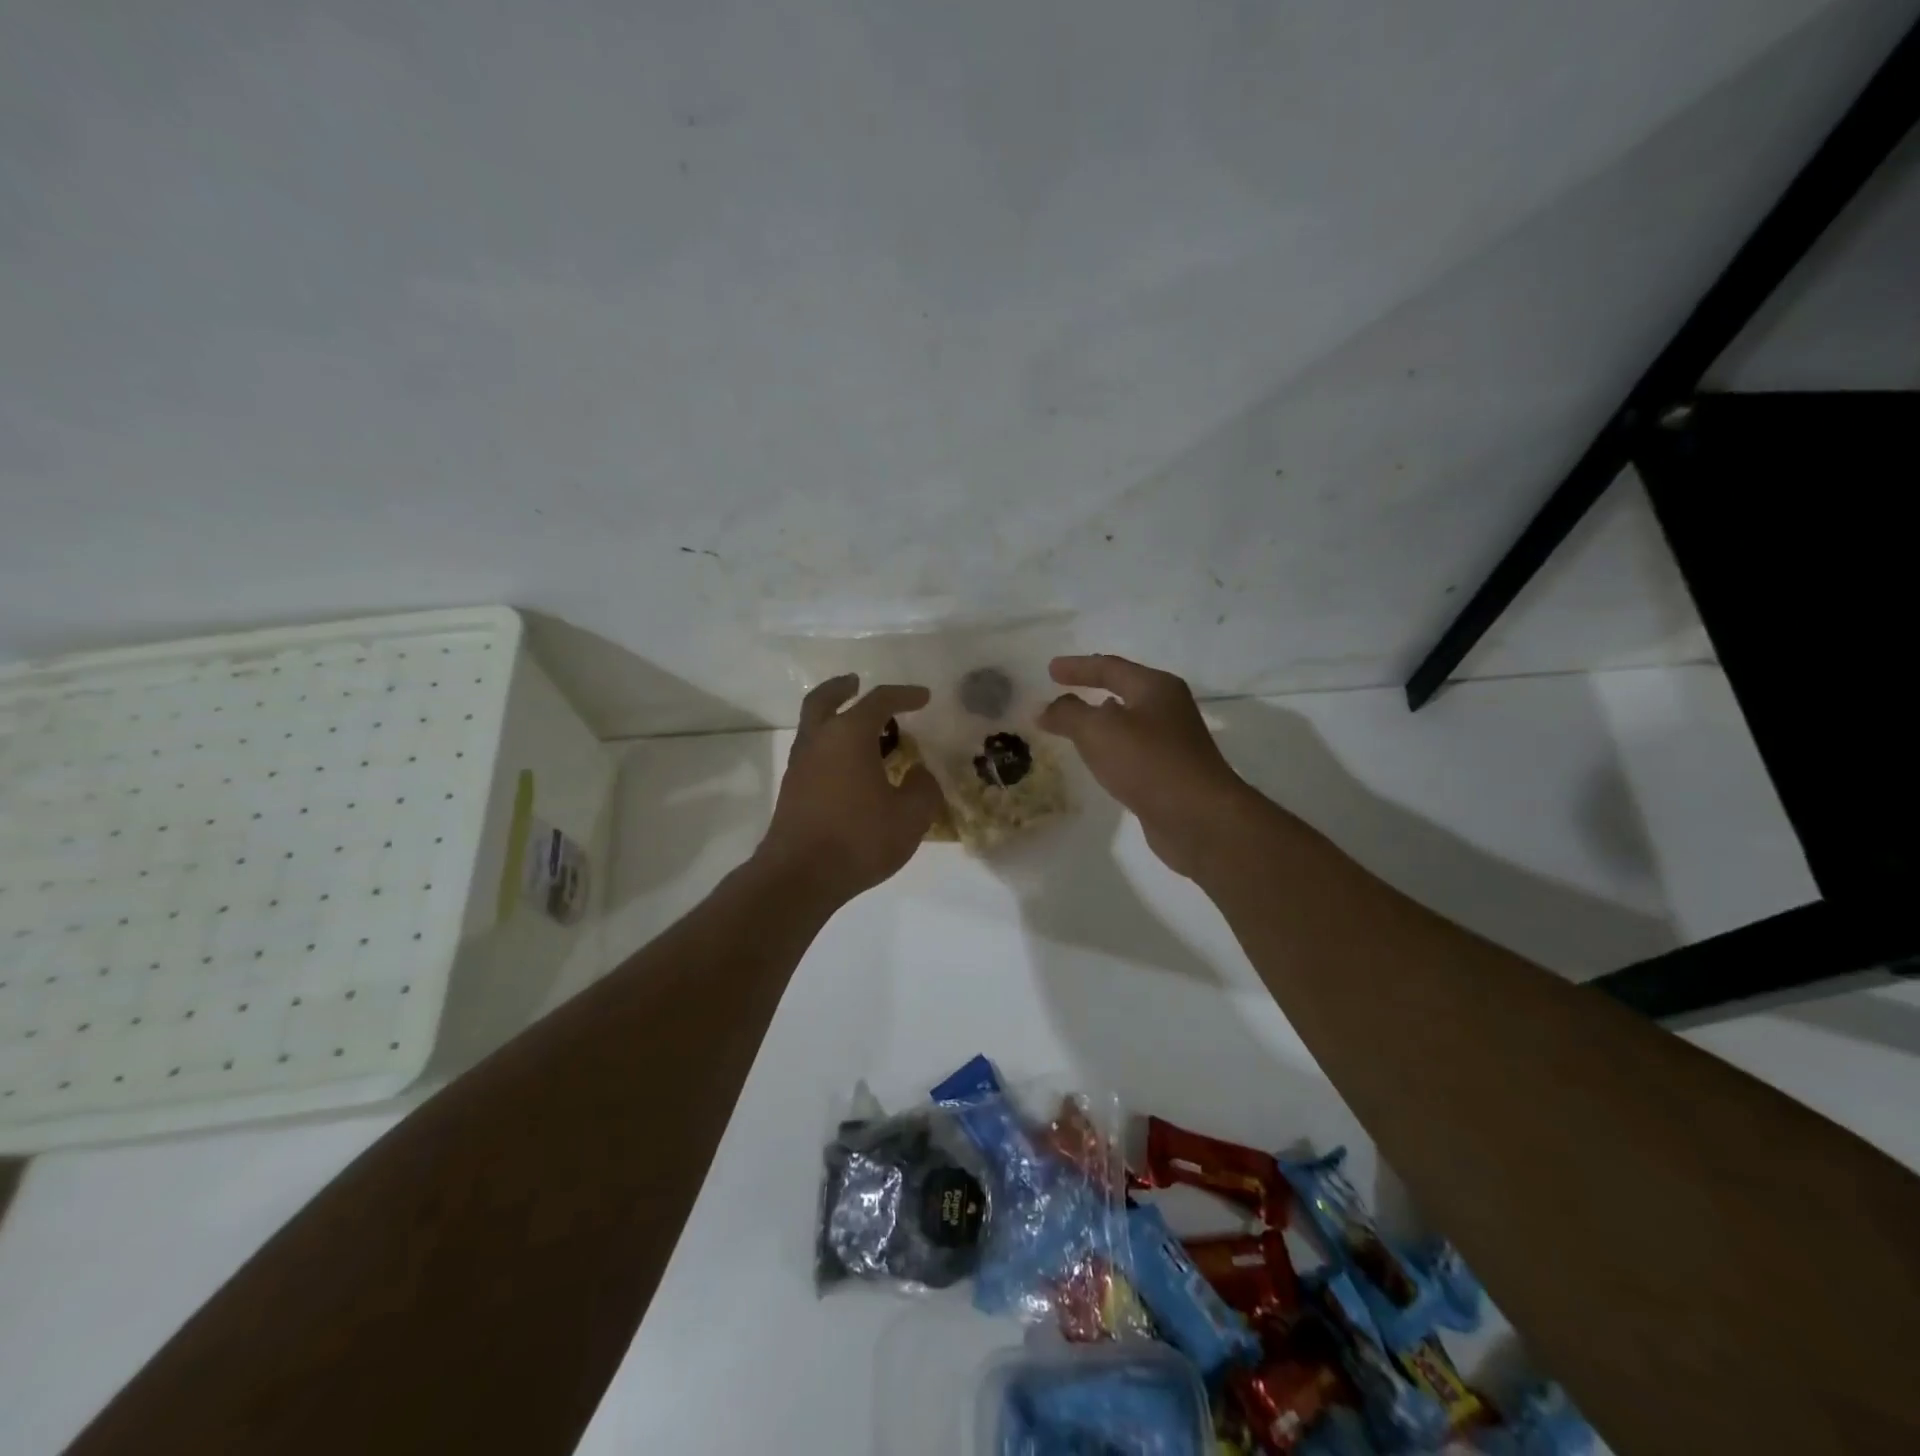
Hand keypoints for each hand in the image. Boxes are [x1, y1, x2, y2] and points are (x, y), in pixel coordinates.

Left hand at [757, 676, 946, 902]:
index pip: (879, 701)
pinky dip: (830, 747)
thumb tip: (920, 774)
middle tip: (856, 683)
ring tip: (862, 732)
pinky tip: (850, 769)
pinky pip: (813, 753)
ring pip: (814, 727)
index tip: (924, 697)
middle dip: (842, 688)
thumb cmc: (859, 839)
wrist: (799, 876)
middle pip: (825, 700)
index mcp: (849, 735)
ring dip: (835, 719)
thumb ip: (923, 789)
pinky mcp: (792, 790)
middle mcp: (819, 741)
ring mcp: (800, 765)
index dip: (904, 695)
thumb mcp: (910, 817)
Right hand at [1038, 654, 1254, 877]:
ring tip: (1074, 725)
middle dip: (1092, 690)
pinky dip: (1110, 748)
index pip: (1110, 667)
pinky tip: (1099, 760)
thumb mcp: (1098, 731)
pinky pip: (1132, 750)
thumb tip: (1044, 708)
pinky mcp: (1170, 773)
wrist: (1199, 819)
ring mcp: (1172, 742)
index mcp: (1155, 688)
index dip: (1078, 667)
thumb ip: (1067, 714)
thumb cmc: (1148, 763)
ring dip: (1100, 721)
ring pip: (1128, 722)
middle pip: (1124, 691)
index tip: (1050, 670)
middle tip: (1061, 692)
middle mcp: (1168, 709)